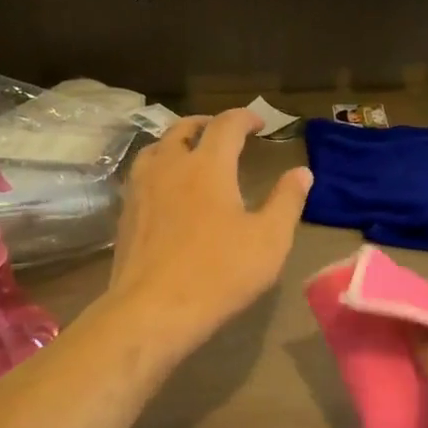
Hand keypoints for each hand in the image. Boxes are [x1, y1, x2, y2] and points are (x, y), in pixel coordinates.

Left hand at [102, 109, 313, 359]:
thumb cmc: (219, 273)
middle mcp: (170, 166)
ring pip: (156, 148)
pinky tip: (166, 189)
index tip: (259, 122)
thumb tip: (302, 172)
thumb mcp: (269, 240)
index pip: (226, 125)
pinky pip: (141, 175)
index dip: (245, 117)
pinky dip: (158, 168)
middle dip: (207, 124)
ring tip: (190, 154)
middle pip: (184, 129)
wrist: (153, 309)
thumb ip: (287, 201)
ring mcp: (141, 189)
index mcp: (208, 166)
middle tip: (223, 132)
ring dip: (177, 142)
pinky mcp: (126, 214)